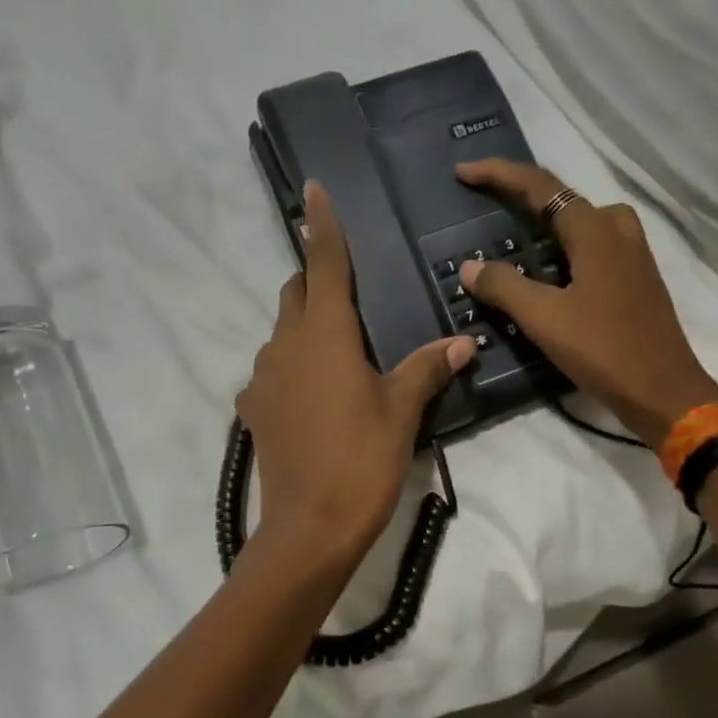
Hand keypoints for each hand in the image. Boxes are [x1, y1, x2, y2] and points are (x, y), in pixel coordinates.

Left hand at [238, 180, 477, 561]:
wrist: (308, 528)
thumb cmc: (361, 460)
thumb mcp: (401, 411)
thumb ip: (428, 368)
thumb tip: (463, 341)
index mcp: (324, 334)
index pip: (324, 264)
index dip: (322, 225)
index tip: (314, 189)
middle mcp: (285, 345)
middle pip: (296, 292)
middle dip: (316, 279)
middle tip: (349, 289)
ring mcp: (262, 377)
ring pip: (282, 331)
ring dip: (306, 326)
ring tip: (341, 350)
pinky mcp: (253, 410)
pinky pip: (273, 370)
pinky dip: (293, 366)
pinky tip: (317, 394)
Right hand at [457, 159, 717, 449]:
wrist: (663, 392)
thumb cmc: (603, 349)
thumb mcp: (544, 318)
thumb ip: (504, 286)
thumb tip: (471, 266)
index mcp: (596, 230)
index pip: (540, 186)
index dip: (499, 175)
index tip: (463, 173)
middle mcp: (617, 230)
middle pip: (562, 198)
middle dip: (521, 194)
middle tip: (485, 202)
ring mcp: (632, 254)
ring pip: (580, 222)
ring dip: (544, 220)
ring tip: (511, 234)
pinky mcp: (635, 278)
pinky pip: (591, 245)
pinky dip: (562, 245)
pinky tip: (545, 269)